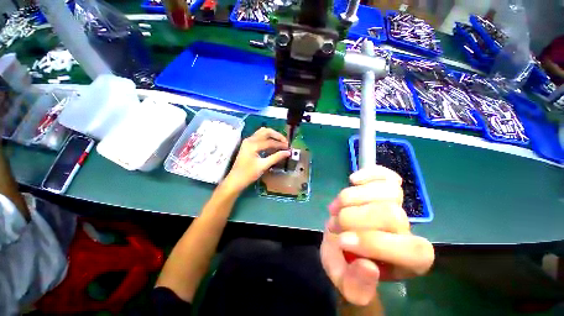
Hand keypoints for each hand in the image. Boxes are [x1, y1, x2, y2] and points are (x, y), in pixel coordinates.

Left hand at [224, 127, 289, 191]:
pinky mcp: (248, 144)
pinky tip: (272, 145)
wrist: (235, 180)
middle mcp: (250, 139)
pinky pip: (259, 137)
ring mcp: (248, 141)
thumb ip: (276, 157)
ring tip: (280, 143)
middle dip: (277, 136)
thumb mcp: (263, 166)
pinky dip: (267, 139)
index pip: (270, 141)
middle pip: (266, 131)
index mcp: (253, 144)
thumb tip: (288, 152)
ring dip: (272, 136)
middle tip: (285, 143)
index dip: (280, 144)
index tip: (289, 148)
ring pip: (262, 133)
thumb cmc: (248, 174)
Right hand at [320, 166, 434, 305]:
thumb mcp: (344, 280)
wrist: (340, 236)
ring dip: (351, 198)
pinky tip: (353, 180)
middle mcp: (409, 230)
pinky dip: (369, 174)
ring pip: (386, 192)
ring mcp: (399, 204)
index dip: (373, 243)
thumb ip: (355, 285)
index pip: (410, 249)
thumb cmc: (345, 260)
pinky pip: (387, 174)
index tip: (342, 241)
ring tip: (336, 208)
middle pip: (390, 214)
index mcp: (409, 261)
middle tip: (334, 224)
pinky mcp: (387, 186)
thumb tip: (368, 266)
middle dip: (352, 218)